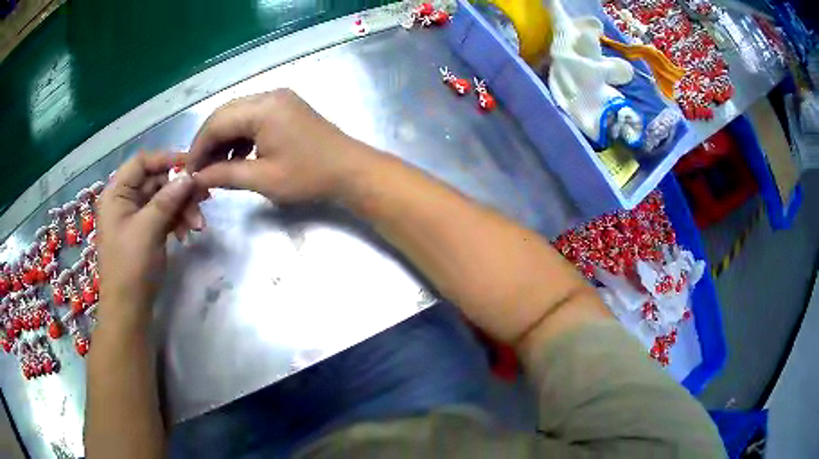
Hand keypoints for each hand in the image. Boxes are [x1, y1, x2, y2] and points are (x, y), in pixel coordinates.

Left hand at [96, 152, 199, 323]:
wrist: (128, 309)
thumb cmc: (130, 266)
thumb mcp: (148, 229)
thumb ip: (167, 199)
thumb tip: (189, 175)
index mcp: (117, 193)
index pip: (142, 162)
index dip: (166, 159)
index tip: (192, 165)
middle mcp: (125, 200)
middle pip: (156, 181)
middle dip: (179, 190)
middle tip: (204, 198)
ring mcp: (135, 217)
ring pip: (163, 199)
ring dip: (182, 208)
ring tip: (199, 225)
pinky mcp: (145, 231)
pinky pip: (164, 216)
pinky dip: (177, 221)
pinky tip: (187, 233)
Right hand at [186, 88, 372, 202]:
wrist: (351, 170)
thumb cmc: (309, 176)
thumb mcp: (263, 179)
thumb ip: (225, 175)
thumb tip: (197, 178)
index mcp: (262, 108)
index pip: (217, 123)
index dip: (199, 148)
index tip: (189, 171)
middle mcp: (269, 95)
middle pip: (225, 114)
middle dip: (208, 141)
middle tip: (199, 169)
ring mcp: (279, 99)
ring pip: (238, 114)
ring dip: (223, 138)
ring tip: (215, 166)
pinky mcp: (286, 107)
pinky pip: (253, 117)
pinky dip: (240, 135)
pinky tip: (236, 156)